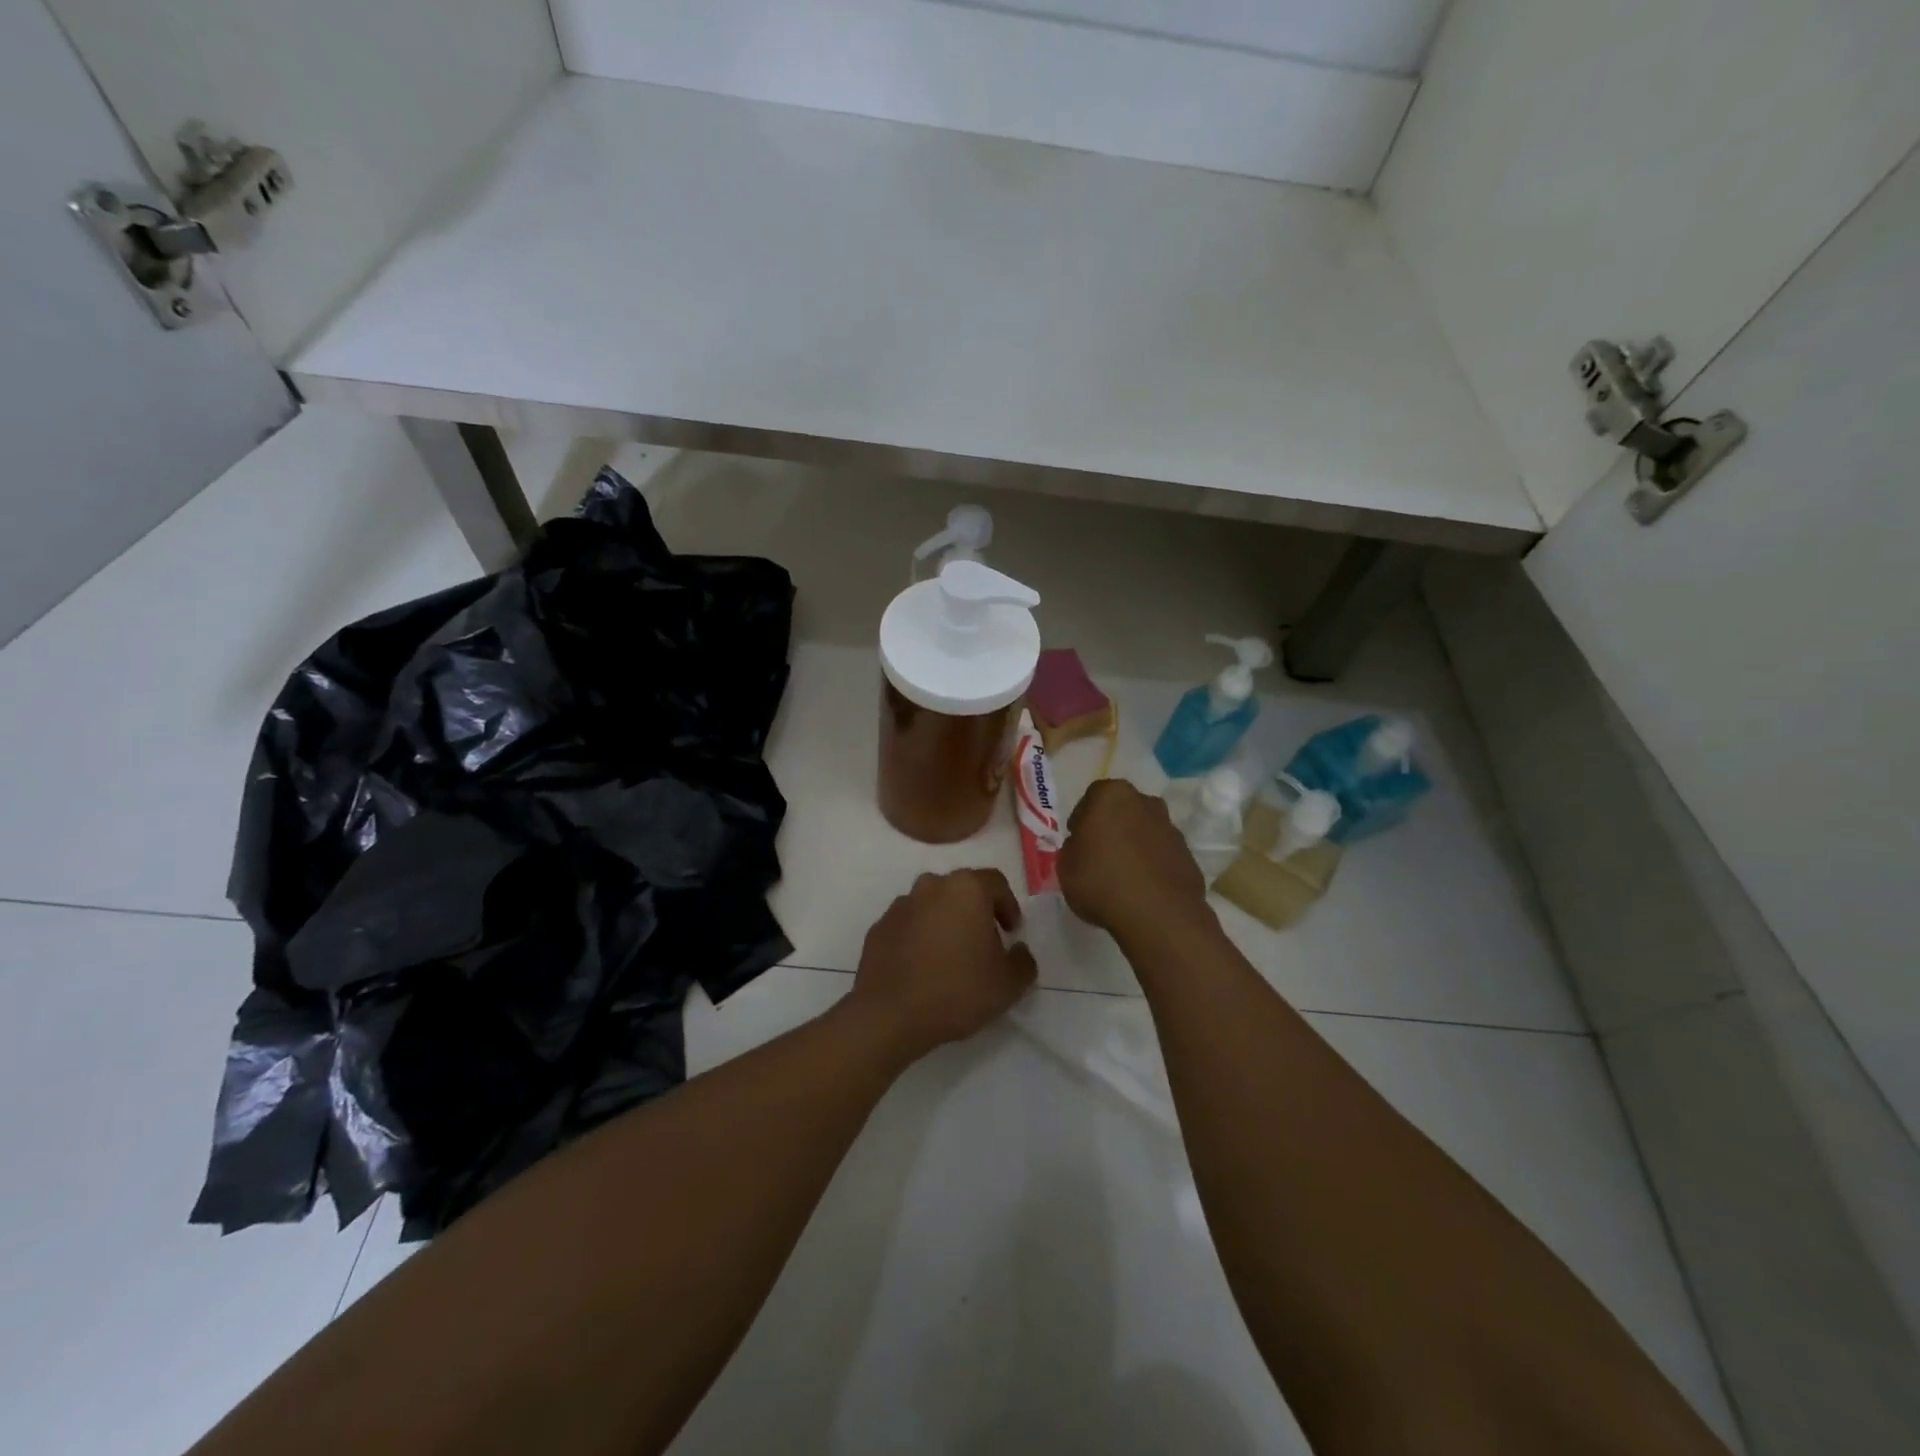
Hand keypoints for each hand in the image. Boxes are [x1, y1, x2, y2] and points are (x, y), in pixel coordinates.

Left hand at [850, 869, 1037, 1061]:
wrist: (889, 1014)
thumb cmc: (957, 990)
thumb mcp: (1008, 984)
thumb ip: (1023, 961)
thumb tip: (1017, 950)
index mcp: (966, 889)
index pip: (996, 883)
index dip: (1009, 906)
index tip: (1012, 932)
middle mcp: (931, 886)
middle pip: (962, 890)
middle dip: (976, 912)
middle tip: (985, 943)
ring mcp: (901, 905)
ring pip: (933, 906)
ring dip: (946, 923)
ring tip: (952, 957)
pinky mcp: (879, 927)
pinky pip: (909, 925)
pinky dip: (920, 937)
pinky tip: (924, 967)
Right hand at [1059, 779, 1209, 944]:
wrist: (1158, 915)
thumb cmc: (1101, 882)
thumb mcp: (1065, 866)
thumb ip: (1073, 849)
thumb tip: (1083, 846)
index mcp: (1112, 796)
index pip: (1091, 799)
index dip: (1082, 821)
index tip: (1078, 842)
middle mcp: (1145, 803)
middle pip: (1123, 811)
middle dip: (1112, 828)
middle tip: (1099, 856)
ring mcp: (1171, 829)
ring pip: (1145, 831)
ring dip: (1134, 846)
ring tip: (1122, 877)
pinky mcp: (1188, 855)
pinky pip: (1161, 855)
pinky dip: (1152, 866)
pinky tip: (1142, 890)